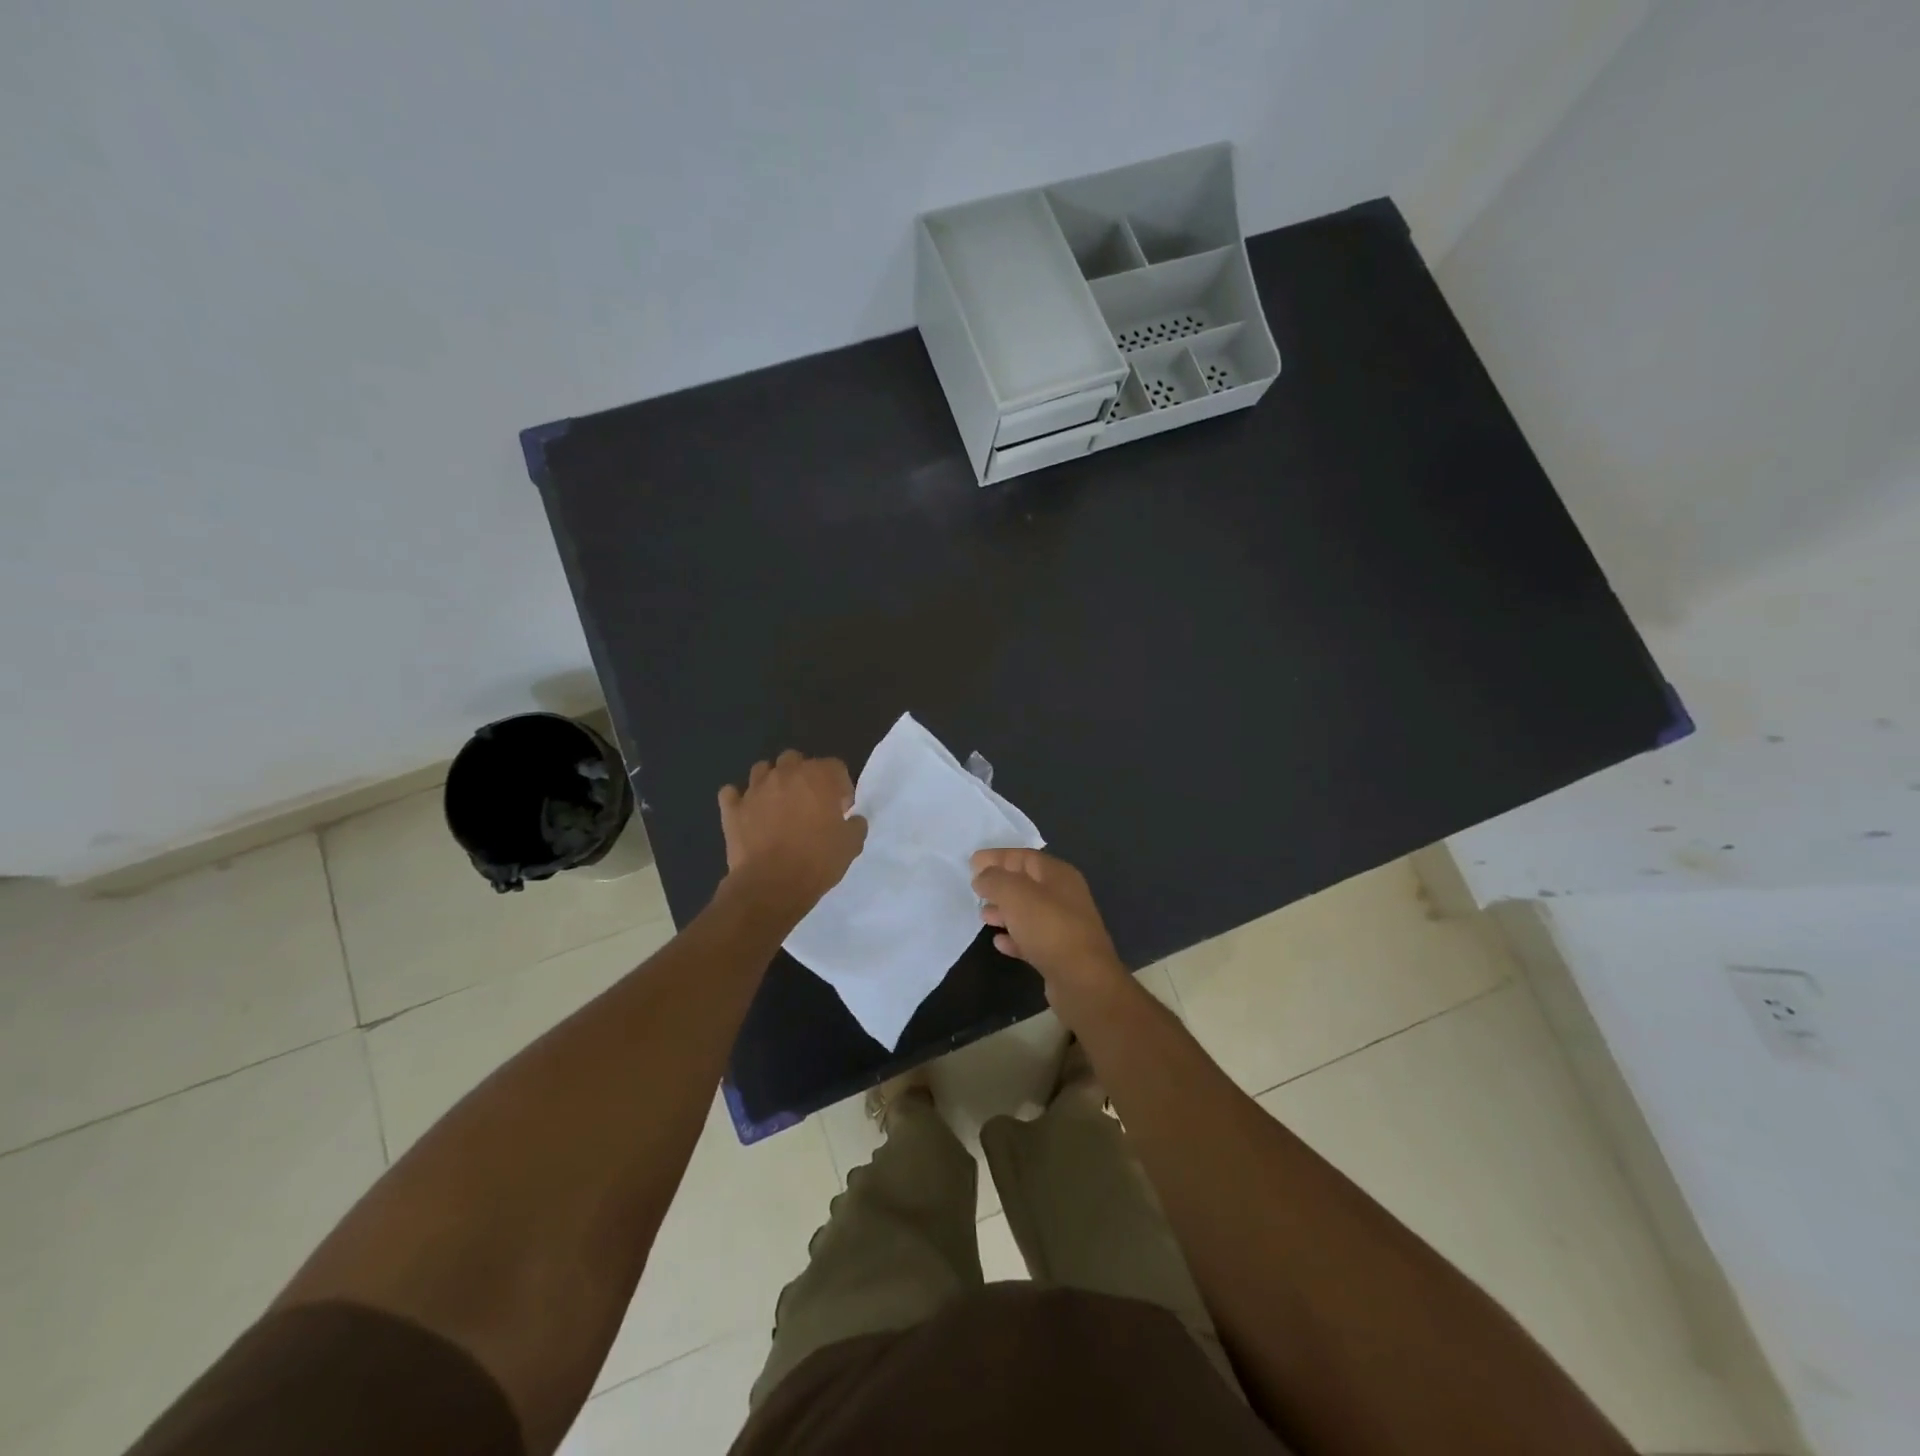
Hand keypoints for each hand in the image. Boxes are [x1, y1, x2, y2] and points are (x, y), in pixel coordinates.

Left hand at [718, 751, 866, 915]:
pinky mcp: (732, 809)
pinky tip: (747, 812)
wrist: (771, 885)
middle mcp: (786, 774)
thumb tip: (853, 819)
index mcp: (819, 778)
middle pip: (796, 759)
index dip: (841, 786)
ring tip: (778, 804)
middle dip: (803, 775)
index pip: (835, 766)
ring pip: (762, 769)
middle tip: (809, 802)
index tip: (841, 809)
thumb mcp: (851, 846)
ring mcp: (755, 789)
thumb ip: (856, 825)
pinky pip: (732, 793)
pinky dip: (739, 799)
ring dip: (772, 781)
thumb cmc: (817, 861)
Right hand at [971, 848, 1129, 1021]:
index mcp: (1058, 874)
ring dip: (1005, 911)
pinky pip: (1032, 938)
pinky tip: (999, 942)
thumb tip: (982, 876)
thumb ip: (994, 879)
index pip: (1023, 856)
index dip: (997, 857)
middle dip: (999, 885)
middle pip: (1026, 883)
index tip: (972, 863)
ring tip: (983, 916)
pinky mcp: (1060, 953)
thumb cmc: (1048, 928)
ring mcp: (1064, 925)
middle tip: (975, 890)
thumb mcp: (1015, 894)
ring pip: (1028, 911)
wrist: (1082, 980)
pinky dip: (1015, 937)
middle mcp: (1064, 895)